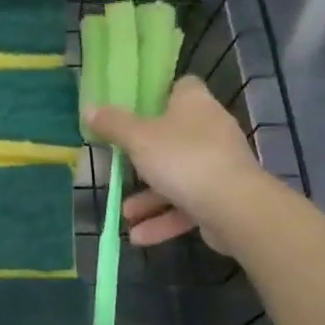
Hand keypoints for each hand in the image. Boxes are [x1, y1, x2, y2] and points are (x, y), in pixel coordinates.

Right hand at [88, 76, 268, 249]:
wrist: (235, 208)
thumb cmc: (183, 159)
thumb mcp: (138, 139)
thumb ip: (113, 125)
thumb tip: (89, 108)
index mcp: (194, 104)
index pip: (180, 87)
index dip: (157, 95)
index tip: (133, 110)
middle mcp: (210, 130)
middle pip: (173, 135)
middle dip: (144, 156)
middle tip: (121, 163)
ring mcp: (218, 165)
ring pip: (178, 176)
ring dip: (150, 197)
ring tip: (124, 213)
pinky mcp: (222, 197)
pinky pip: (187, 205)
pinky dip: (164, 219)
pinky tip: (139, 236)